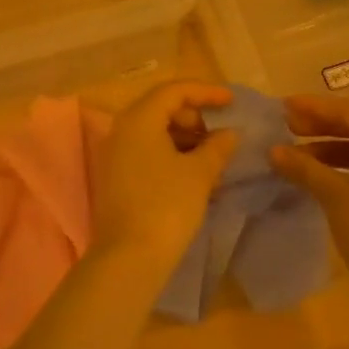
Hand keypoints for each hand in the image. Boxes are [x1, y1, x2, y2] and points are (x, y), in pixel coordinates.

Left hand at [88, 81, 236, 271]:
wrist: (128, 258)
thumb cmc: (166, 206)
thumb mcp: (199, 174)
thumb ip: (217, 147)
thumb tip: (229, 134)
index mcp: (139, 118)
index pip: (175, 90)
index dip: (206, 92)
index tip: (232, 101)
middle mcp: (122, 129)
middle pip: (162, 108)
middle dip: (195, 117)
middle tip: (222, 134)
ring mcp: (116, 154)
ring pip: (155, 132)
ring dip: (186, 138)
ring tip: (214, 157)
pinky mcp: (117, 177)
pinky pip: (148, 152)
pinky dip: (172, 155)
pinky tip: (195, 174)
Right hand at [270, 95, 348, 304]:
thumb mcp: (334, 195)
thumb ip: (304, 167)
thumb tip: (273, 150)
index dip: (314, 107)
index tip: (283, 107)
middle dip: (320, 125)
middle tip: (287, 128)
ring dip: (329, 147)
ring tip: (296, 156)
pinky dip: (343, 166)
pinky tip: (317, 177)